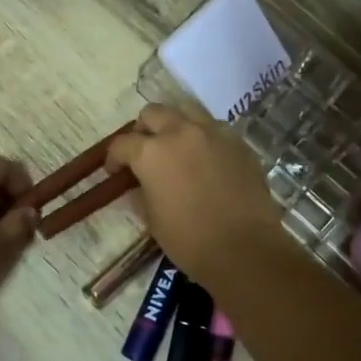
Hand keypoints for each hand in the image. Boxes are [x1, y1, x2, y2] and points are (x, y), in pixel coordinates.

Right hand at [105, 104, 283, 287]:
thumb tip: (141, 183)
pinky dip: (203, 136)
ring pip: (187, 110)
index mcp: (151, 153)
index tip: (115, 171)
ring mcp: (213, 133)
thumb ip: (143, 192)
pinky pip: (214, 127)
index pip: (122, 144)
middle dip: (143, 130)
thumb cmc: (190, 240)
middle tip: (145, 151)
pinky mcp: (238, 142)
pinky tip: (206, 157)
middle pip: (153, 113)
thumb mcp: (153, 219)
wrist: (245, 249)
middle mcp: (180, 132)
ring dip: (175, 123)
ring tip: (177, 145)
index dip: (114, 158)